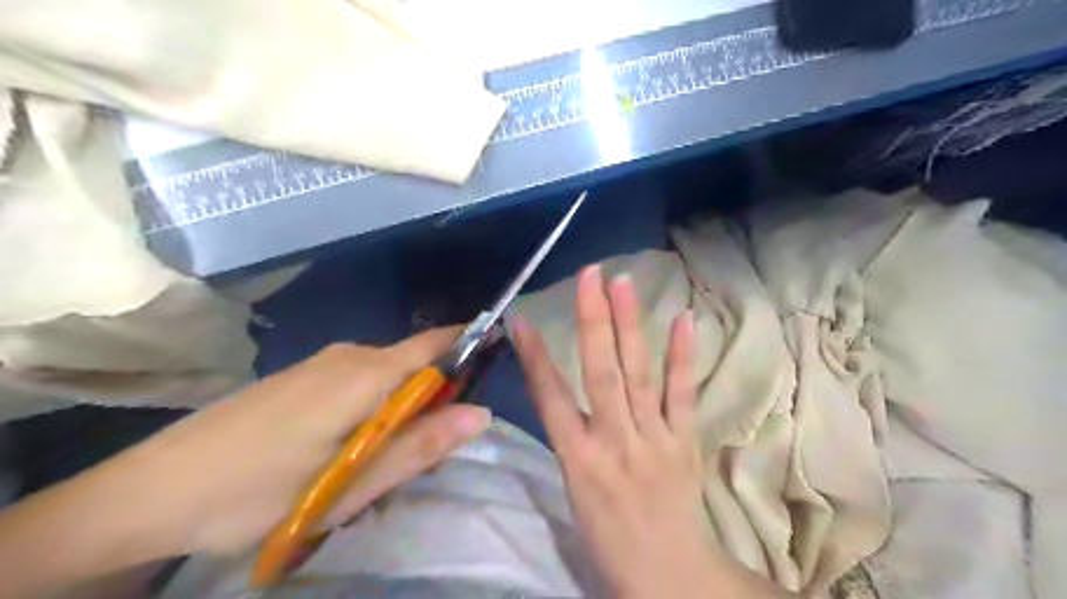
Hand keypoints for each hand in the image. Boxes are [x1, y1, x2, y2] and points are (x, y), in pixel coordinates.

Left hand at [82, 328, 490, 556]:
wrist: (153, 491)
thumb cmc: (257, 491)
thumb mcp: (349, 482)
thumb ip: (420, 446)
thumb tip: (483, 415)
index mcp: (367, 373)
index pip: (438, 342)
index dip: (471, 347)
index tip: (494, 368)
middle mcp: (350, 356)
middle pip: (415, 366)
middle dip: (433, 403)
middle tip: (425, 459)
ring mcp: (322, 364)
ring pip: (387, 379)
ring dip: (400, 415)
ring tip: (381, 469)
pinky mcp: (304, 377)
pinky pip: (359, 384)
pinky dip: (372, 413)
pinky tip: (348, 455)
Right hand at [509, 265, 714, 598]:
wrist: (668, 576)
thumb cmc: (608, 538)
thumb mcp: (573, 490)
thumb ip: (569, 439)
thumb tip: (559, 393)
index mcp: (579, 460)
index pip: (551, 398)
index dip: (535, 357)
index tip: (522, 320)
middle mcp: (616, 442)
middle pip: (601, 373)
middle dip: (593, 321)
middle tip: (590, 276)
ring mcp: (655, 438)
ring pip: (640, 374)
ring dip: (631, 326)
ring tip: (624, 283)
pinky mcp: (685, 440)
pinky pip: (684, 394)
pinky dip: (683, 356)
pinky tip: (684, 319)